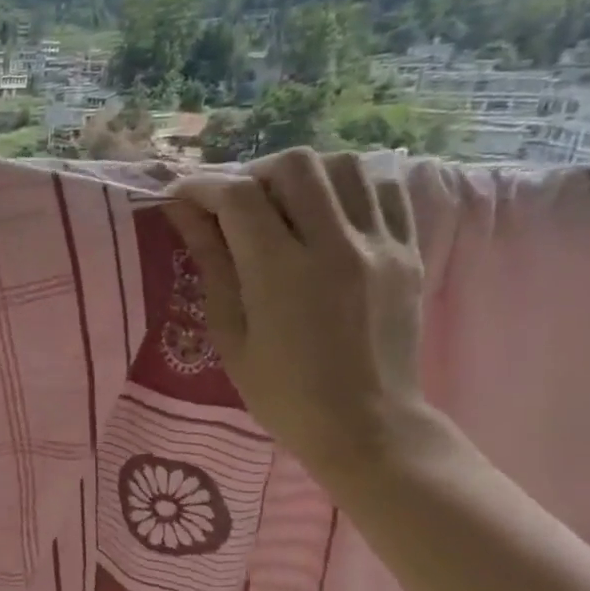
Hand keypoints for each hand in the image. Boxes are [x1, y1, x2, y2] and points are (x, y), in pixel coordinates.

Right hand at [164, 148, 439, 487]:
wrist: (366, 425)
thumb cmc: (282, 393)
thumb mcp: (230, 334)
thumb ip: (212, 264)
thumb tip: (187, 215)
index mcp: (281, 273)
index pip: (238, 197)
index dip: (202, 187)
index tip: (181, 196)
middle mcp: (335, 246)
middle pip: (294, 165)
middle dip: (253, 173)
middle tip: (235, 204)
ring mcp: (380, 245)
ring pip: (344, 166)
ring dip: (303, 176)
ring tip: (283, 205)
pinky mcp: (408, 252)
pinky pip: (383, 190)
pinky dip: (348, 188)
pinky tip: (326, 214)